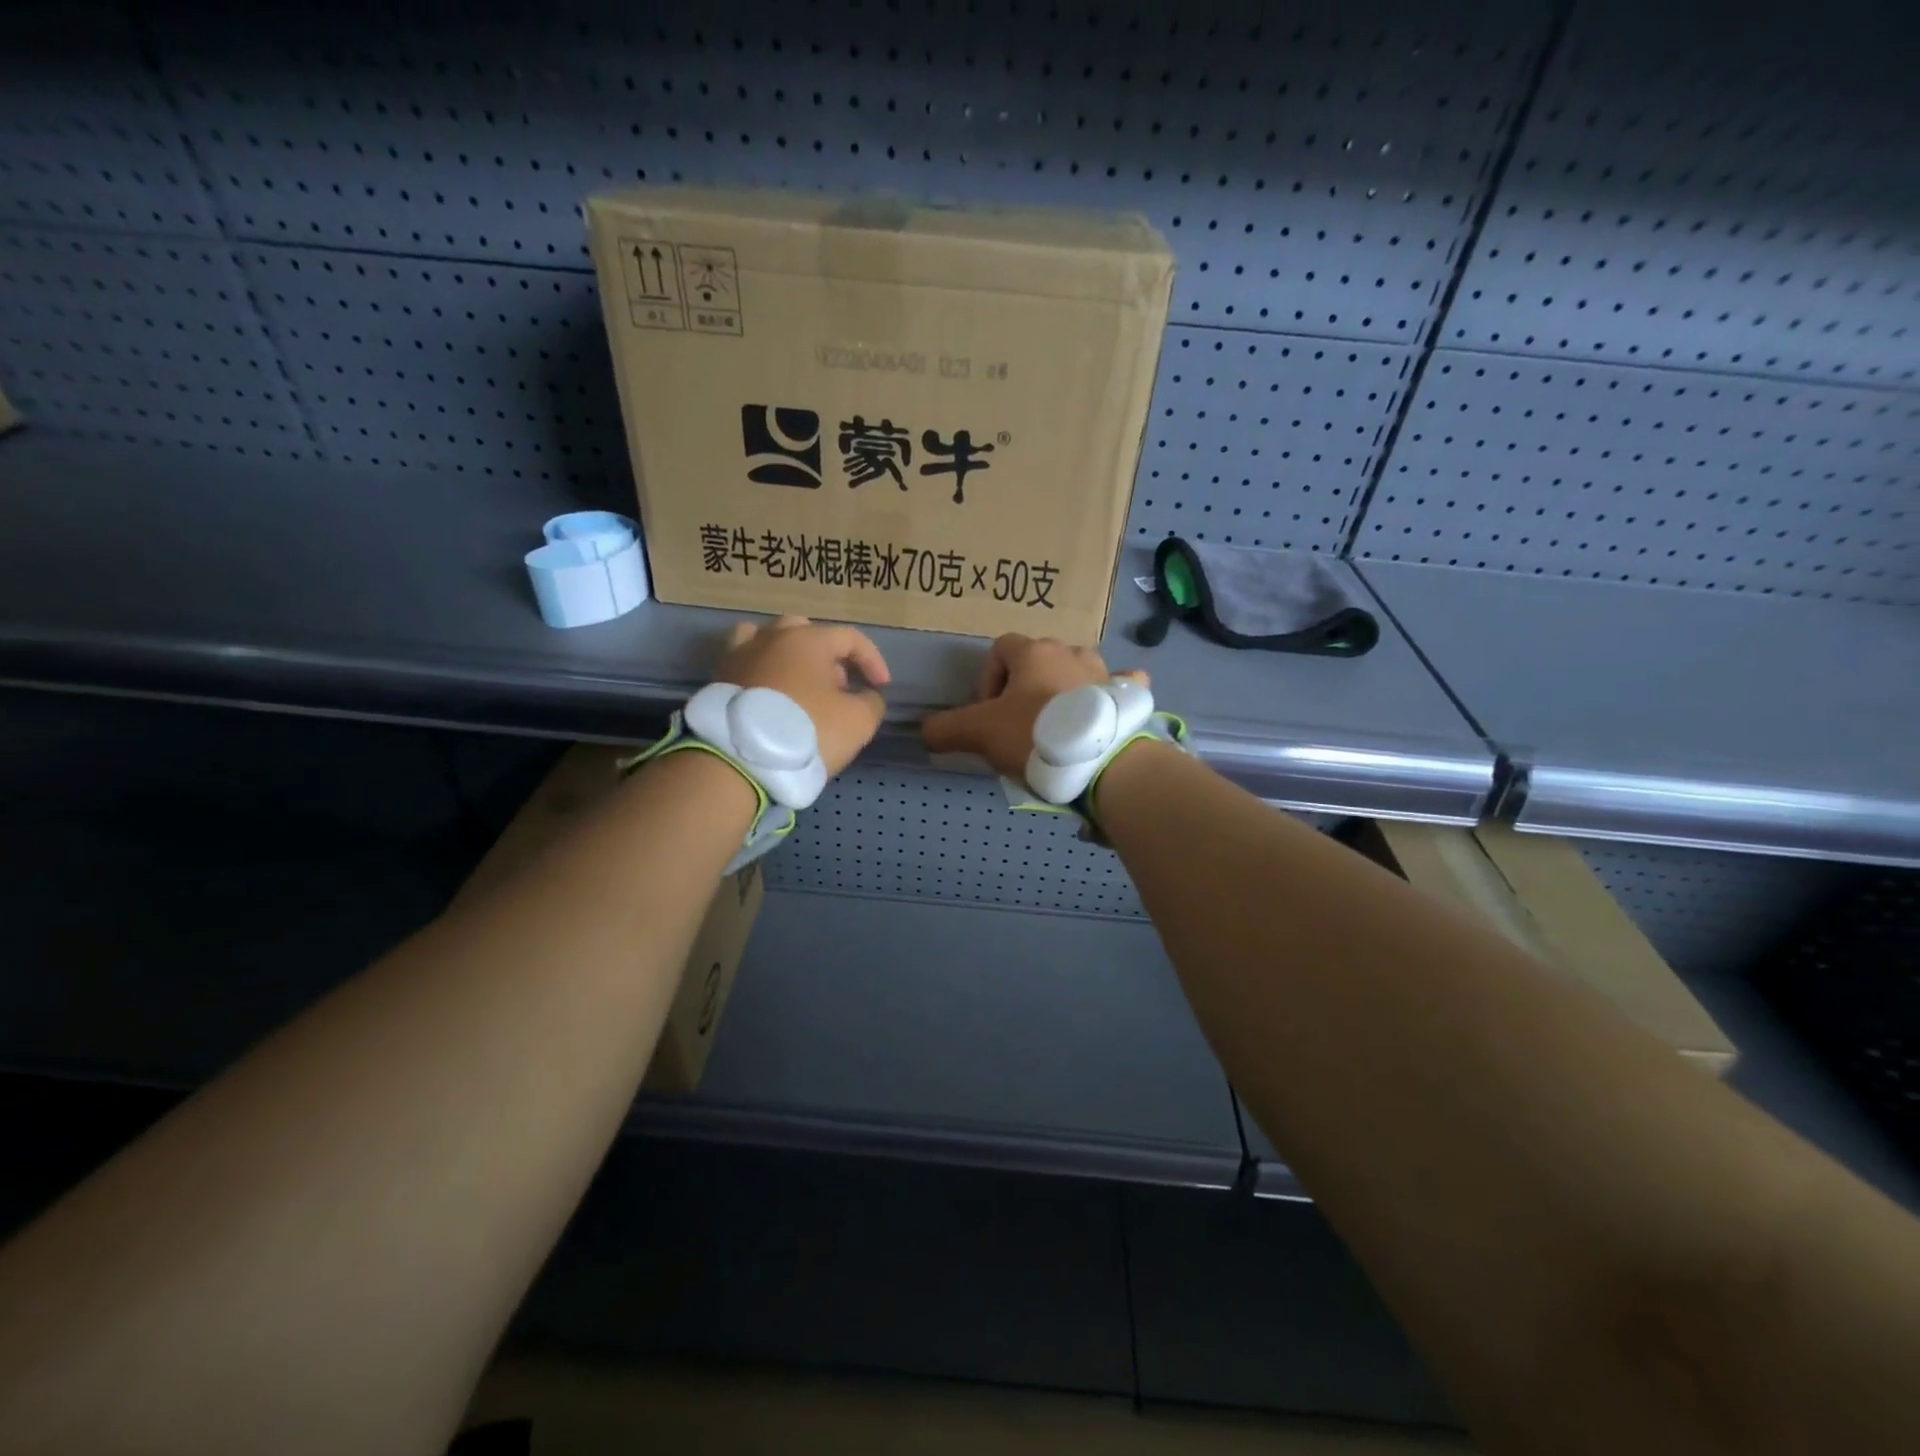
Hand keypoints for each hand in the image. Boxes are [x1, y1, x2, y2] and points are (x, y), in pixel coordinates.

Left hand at [717, 616, 890, 774]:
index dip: (872, 660)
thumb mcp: (858, 722)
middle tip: (839, 688)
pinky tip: (769, 695)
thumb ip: (872, 702)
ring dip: (790, 658)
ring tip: (800, 687)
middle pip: (808, 633)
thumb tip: (866, 695)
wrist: (739, 760)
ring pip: (770, 641)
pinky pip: (746, 664)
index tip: (880, 687)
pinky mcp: (718, 679)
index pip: (850, 637)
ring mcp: (739, 655)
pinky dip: (762, 672)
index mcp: (808, 639)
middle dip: (829, 657)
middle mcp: (771, 637)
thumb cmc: (807, 733)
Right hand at [921, 634, 1146, 778]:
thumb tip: (925, 731)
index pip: (1000, 649)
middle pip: (1037, 660)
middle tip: (1017, 725)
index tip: (988, 713)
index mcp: (1033, 652)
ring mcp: (1103, 670)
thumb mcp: (978, 733)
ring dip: (1062, 688)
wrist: (1099, 760)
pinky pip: (1120, 682)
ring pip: (1076, 669)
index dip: (987, 679)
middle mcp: (1070, 651)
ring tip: (1055, 727)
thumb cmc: (1034, 735)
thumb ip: (945, 729)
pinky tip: (1104, 711)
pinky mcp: (1127, 694)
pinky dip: (1111, 692)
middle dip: (1023, 687)